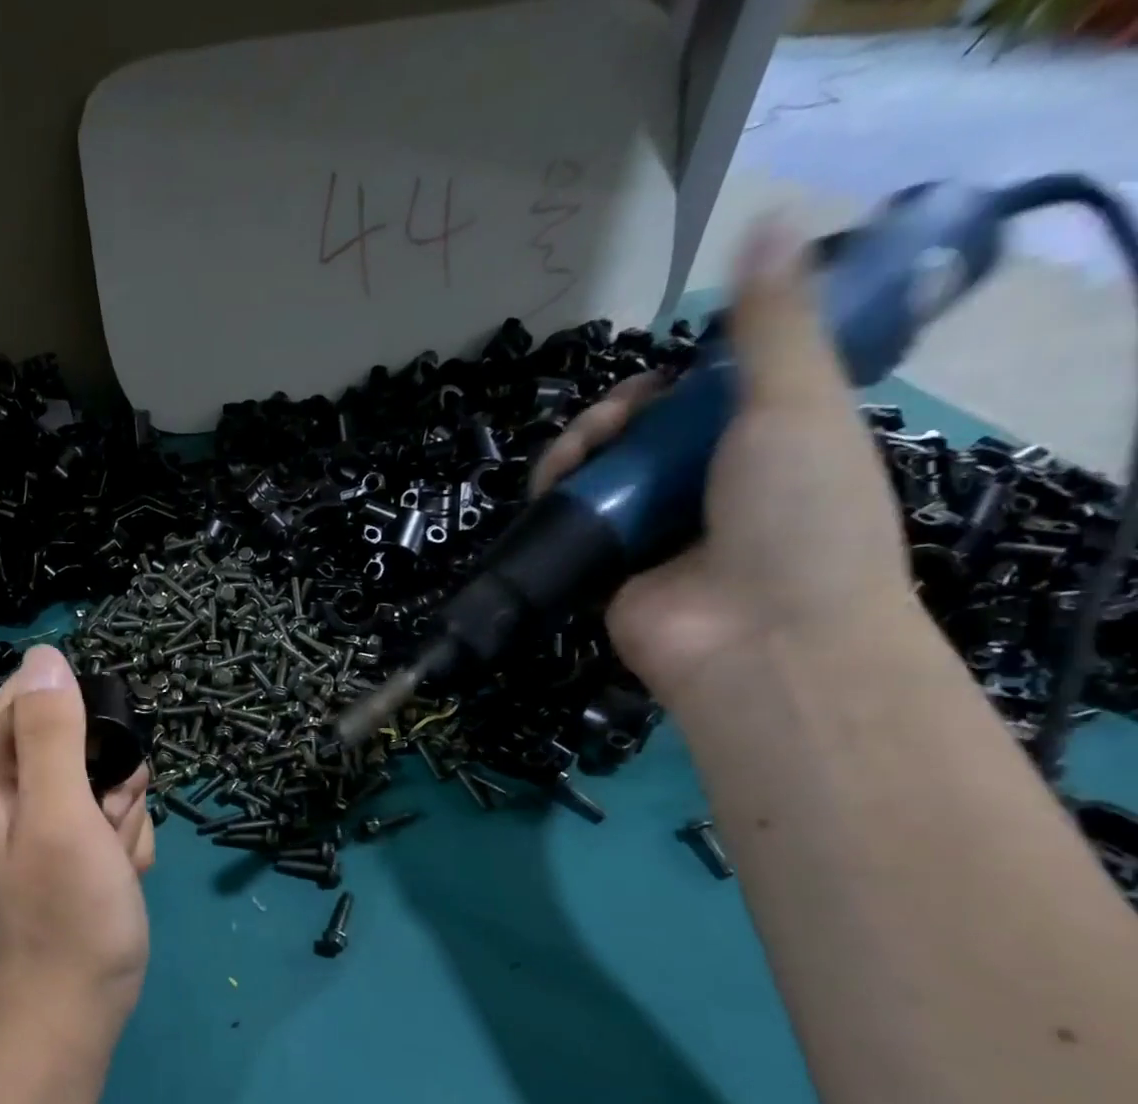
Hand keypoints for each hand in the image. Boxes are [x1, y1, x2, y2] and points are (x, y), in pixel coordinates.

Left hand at [0, 646, 155, 1044]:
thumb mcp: (59, 813)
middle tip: (104, 823)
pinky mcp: (77, 840)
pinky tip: (117, 874)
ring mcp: (49, 814)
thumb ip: (52, 734)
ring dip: (124, 815)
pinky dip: (127, 841)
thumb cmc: (66, 909)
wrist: (80, 1001)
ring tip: (109, 858)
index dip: (82, 721)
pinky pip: (118, 813)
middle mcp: (12, 784)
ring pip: (111, 776)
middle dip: (111, 779)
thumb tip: (47, 656)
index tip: (96, 767)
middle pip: (83, 736)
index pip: (37, 695)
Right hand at [530, 217, 918, 706]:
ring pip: (599, 475)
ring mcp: (652, 534)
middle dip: (619, 414)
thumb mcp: (798, 402)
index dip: (676, 380)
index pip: (705, 400)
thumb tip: (771, 218)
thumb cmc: (797, 513)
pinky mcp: (606, 571)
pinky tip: (554, 483)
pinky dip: (556, 497)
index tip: (665, 378)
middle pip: (642, 434)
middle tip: (620, 418)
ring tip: (582, 451)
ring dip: (581, 448)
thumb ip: (773, 323)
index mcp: (765, 447)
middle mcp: (705, 490)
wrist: (761, 636)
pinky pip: (573, 523)